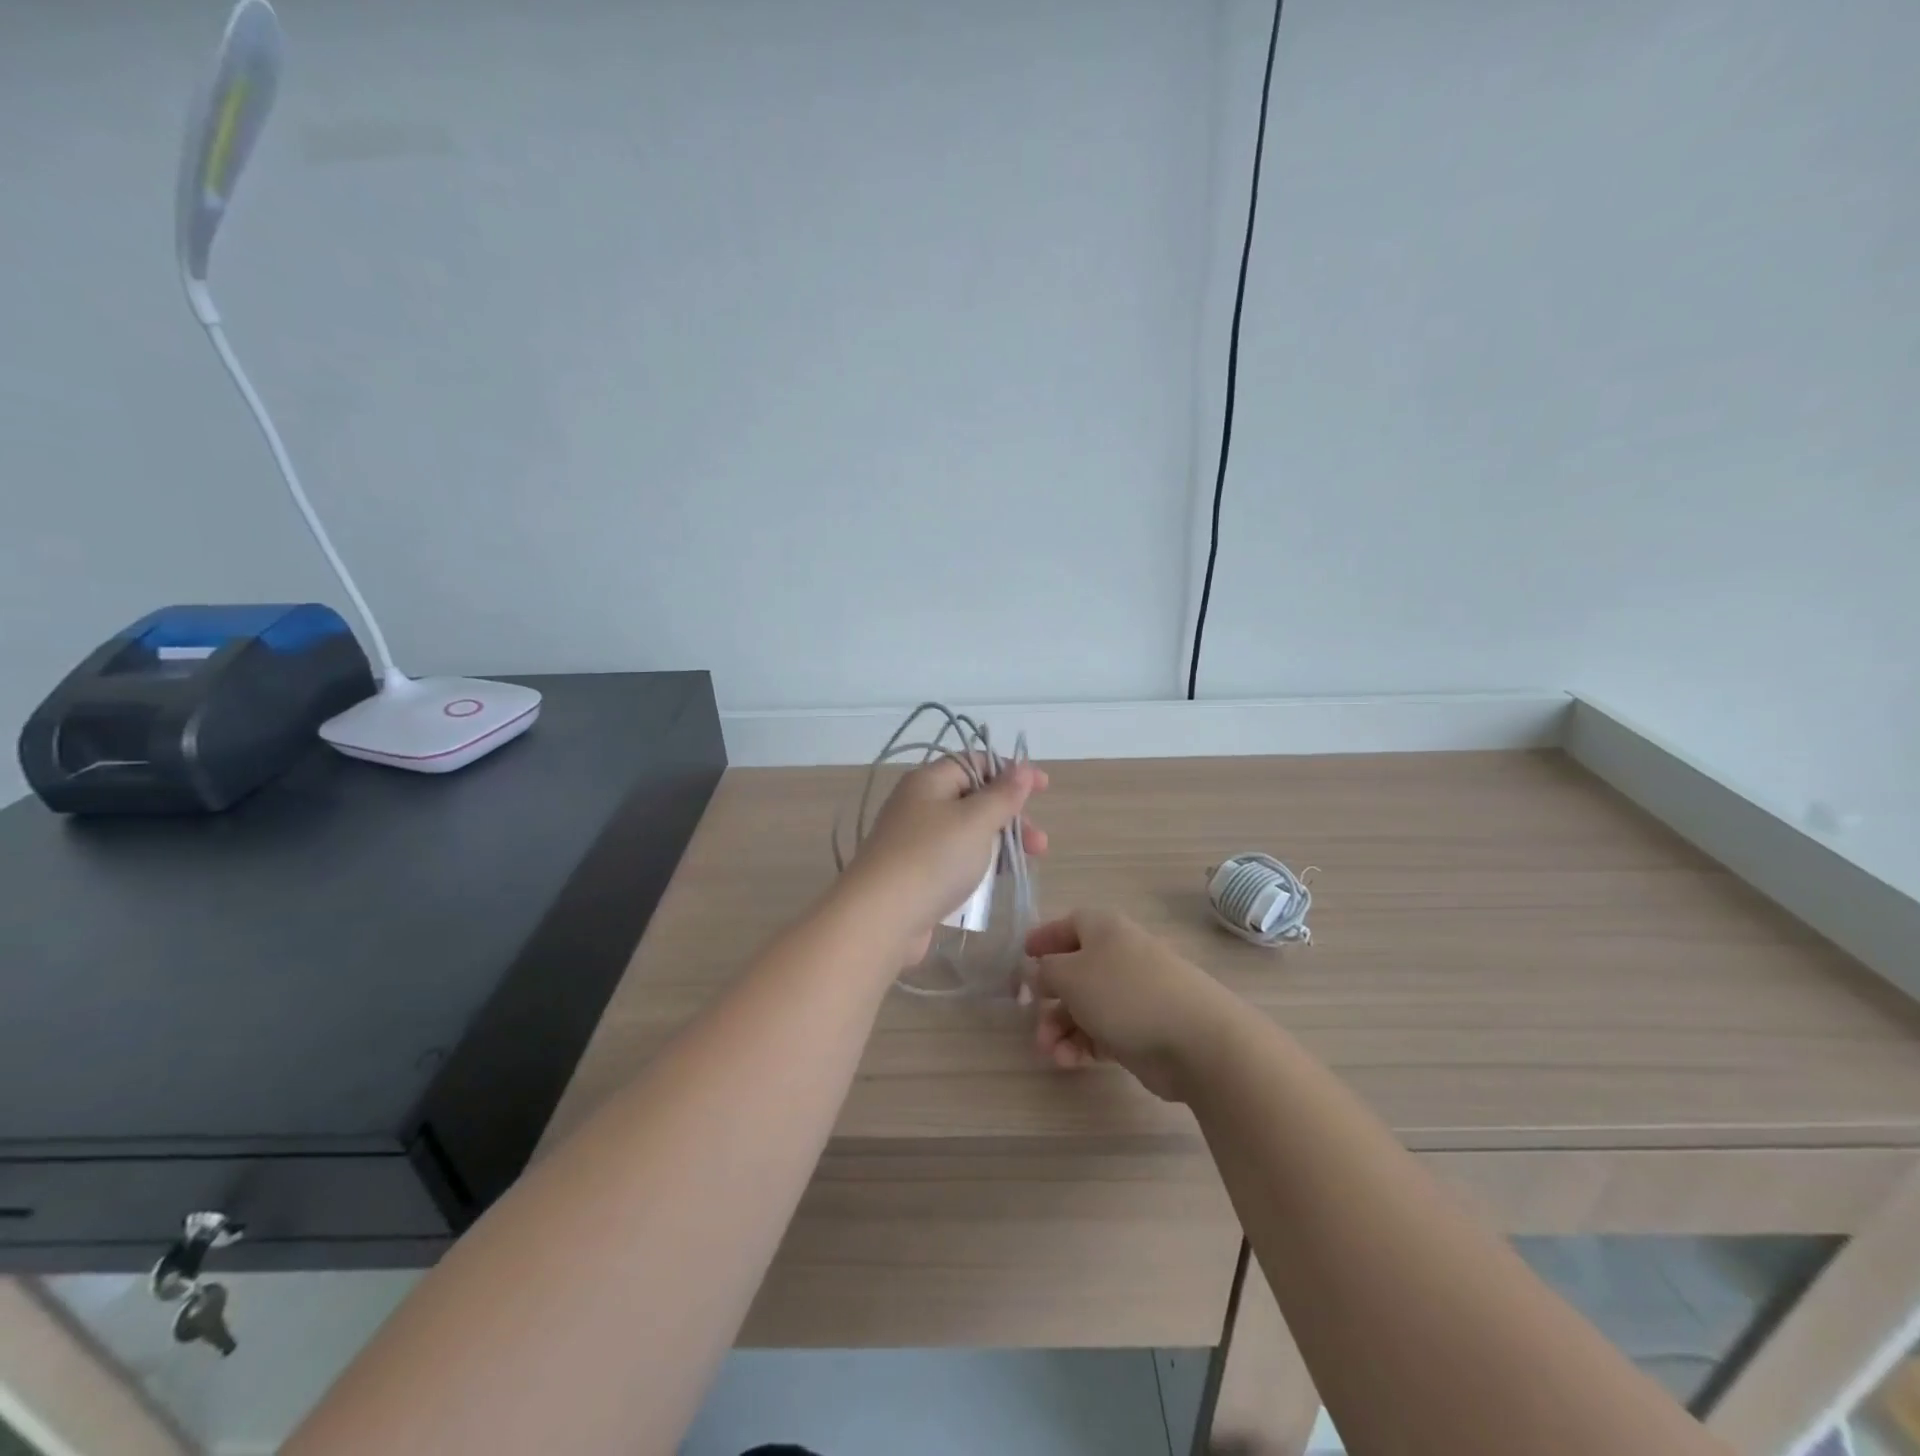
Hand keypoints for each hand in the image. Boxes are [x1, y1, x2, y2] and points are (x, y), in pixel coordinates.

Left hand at [844, 756, 1047, 962]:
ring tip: (1026, 865)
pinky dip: (979, 865)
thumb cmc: (933, 858)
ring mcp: (915, 841)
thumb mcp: (976, 821)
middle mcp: (919, 805)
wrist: (881, 918)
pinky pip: (955, 860)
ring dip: (1000, 843)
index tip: (1043, 788)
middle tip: (1038, 842)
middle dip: (1011, 816)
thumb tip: (1022, 768)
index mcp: (929, 781)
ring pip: (968, 832)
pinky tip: (996, 881)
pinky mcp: (916, 874)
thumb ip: (1003, 794)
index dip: (1010, 771)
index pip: (974, 762)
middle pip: (974, 799)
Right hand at [1027, 910, 1236, 1101]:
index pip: (1069, 924)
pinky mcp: (1141, 1030)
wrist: (1196, 1040)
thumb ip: (1045, 971)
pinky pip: (1101, 1032)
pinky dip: (1082, 1044)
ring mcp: (1132, 994)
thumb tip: (1039, 972)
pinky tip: (1070, 1061)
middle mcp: (1118, 956)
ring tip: (1051, 1052)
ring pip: (1084, 1006)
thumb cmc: (1125, 993)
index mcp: (1104, 930)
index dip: (1044, 938)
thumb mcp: (1071, 975)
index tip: (1022, 957)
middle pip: (1073, 971)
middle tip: (1031, 1020)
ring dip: (1060, 1028)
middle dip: (1048, 997)